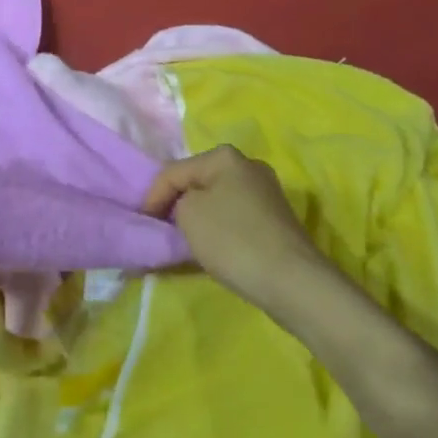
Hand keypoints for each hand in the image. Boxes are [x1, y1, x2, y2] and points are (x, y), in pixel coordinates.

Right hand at [142, 145, 325, 313]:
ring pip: (217, 200)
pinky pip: (235, 217)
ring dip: (199, 218)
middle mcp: (248, 165)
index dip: (153, 196)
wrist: (294, 282)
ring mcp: (266, 192)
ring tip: (185, 241)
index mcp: (224, 156)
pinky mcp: (277, 219)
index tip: (143, 223)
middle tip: (162, 229)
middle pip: (198, 183)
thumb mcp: (188, 215)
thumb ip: (175, 202)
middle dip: (178, 204)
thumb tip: (184, 207)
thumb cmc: (234, 240)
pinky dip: (220, 229)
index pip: (174, 171)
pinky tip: (215, 248)